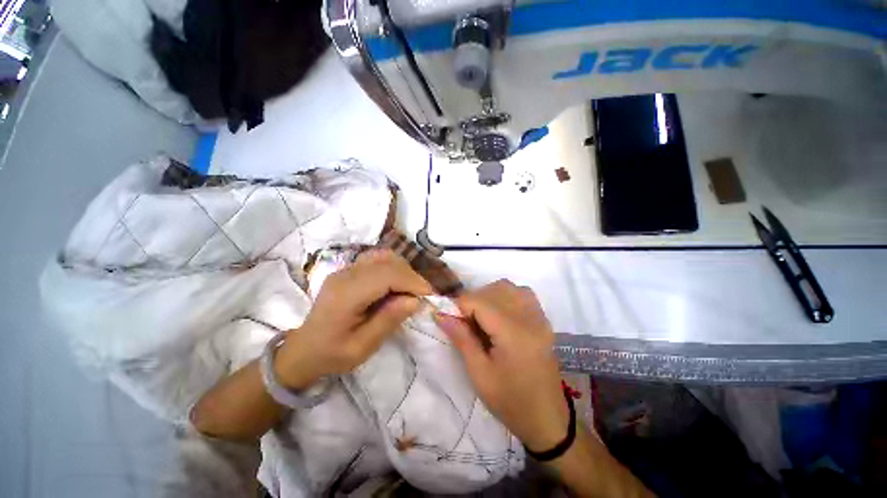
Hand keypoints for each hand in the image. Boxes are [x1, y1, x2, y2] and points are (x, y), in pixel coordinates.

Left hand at [275, 250, 432, 388]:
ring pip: (385, 257)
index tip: (429, 296)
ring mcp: (346, 269)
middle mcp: (346, 275)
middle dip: (411, 276)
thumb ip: (388, 321)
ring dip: (404, 270)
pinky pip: (378, 259)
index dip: (412, 282)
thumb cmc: (332, 354)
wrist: (304, 349)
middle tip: (422, 296)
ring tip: (410, 290)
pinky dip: (394, 267)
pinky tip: (396, 283)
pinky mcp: (350, 270)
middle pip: (388, 262)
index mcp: (346, 294)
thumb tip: (415, 300)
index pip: (387, 275)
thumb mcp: (361, 348)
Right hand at [434, 280, 569, 452]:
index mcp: (513, 333)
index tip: (449, 319)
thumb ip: (461, 338)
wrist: (547, 419)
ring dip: (489, 295)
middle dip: (473, 300)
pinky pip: (522, 293)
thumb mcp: (479, 373)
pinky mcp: (543, 320)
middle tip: (465, 322)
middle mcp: (529, 318)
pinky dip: (506, 296)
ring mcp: (539, 317)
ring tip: (481, 317)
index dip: (459, 305)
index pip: (480, 301)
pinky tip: (500, 314)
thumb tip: (440, 314)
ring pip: (508, 287)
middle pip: (494, 290)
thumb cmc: (510, 402)